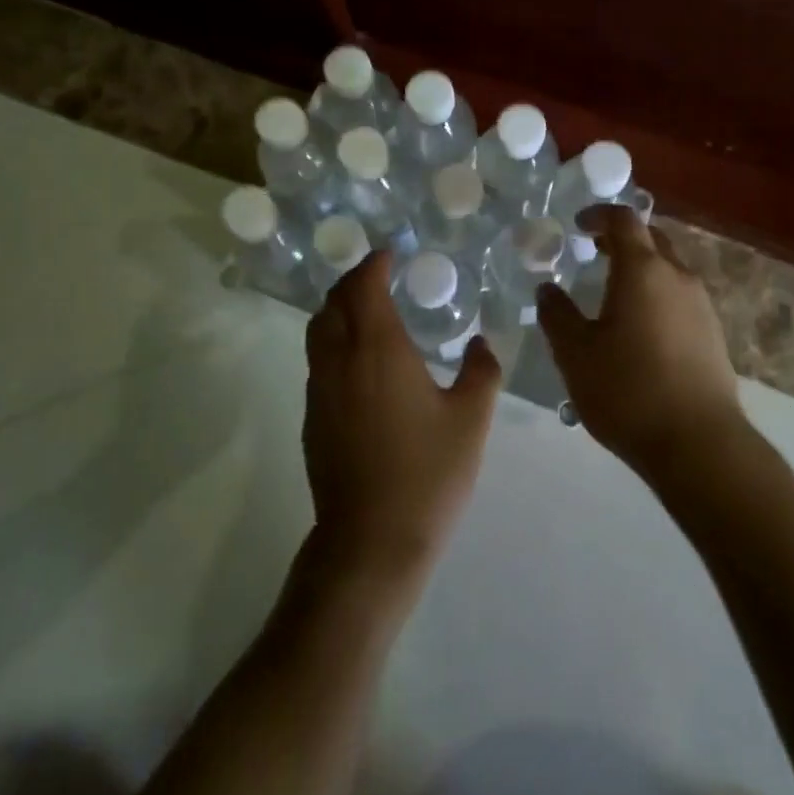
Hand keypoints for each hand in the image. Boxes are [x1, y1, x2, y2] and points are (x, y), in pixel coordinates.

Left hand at [303, 252, 501, 591]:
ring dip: (338, 308)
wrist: (371, 540)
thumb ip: (481, 371)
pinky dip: (333, 340)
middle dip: (352, 280)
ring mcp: (321, 389)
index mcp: (379, 350)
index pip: (364, 287)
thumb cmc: (428, 474)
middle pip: (334, 302)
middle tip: (378, 275)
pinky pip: (317, 360)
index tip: (389, 254)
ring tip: (366, 310)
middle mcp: (341, 360)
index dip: (373, 264)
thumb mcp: (470, 420)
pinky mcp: (313, 417)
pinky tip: (359, 361)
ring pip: (318, 330)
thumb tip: (480, 343)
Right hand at [537, 206, 744, 482]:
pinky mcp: (713, 334)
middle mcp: (678, 277)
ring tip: (613, 293)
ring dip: (642, 269)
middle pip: (652, 239)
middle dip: (622, 239)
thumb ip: (557, 315)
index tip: (578, 224)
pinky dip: (657, 294)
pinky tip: (640, 328)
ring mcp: (701, 305)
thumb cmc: (629, 390)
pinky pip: (680, 297)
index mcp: (643, 270)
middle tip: (594, 252)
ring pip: (669, 269)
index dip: (599, 215)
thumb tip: (547, 289)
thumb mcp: (576, 354)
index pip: (624, 220)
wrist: (700, 444)